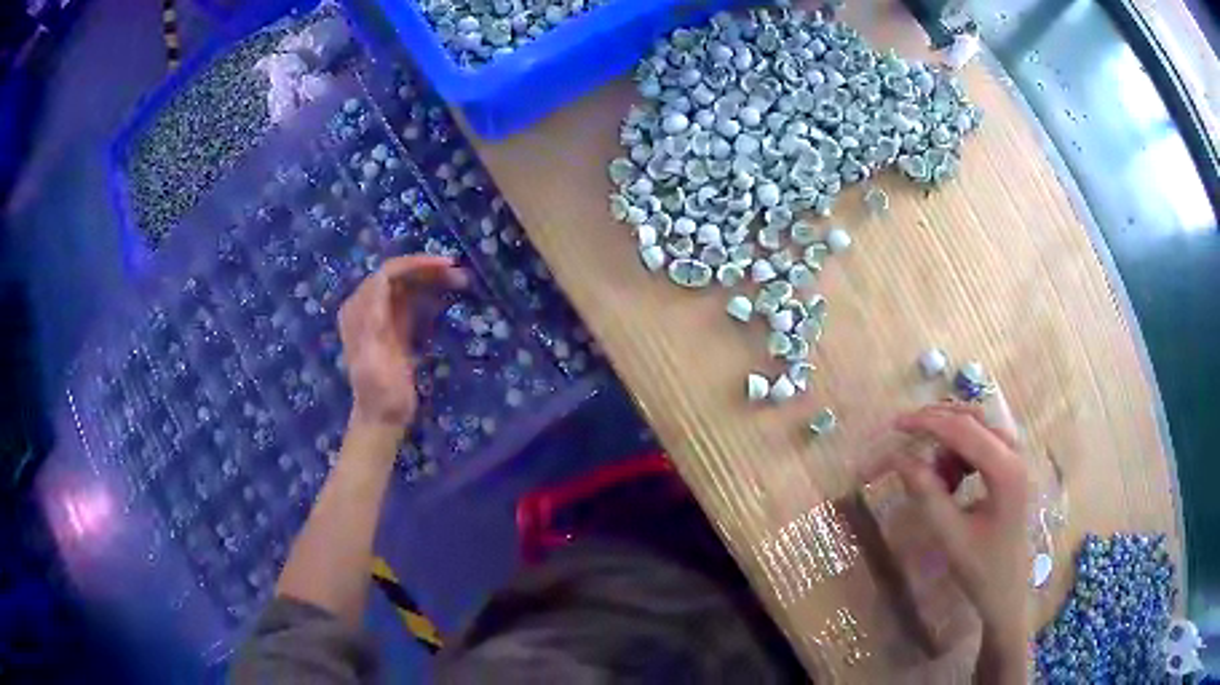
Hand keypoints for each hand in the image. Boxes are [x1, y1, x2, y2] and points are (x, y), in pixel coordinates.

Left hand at [338, 255, 466, 429]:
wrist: (383, 419)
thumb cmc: (379, 393)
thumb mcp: (374, 358)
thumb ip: (375, 320)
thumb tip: (383, 282)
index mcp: (358, 310)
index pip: (387, 274)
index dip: (415, 264)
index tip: (445, 266)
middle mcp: (367, 307)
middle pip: (399, 276)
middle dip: (427, 270)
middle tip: (459, 274)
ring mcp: (382, 316)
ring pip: (408, 286)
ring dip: (432, 280)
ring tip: (461, 282)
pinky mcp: (396, 327)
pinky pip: (413, 301)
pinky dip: (431, 294)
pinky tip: (449, 296)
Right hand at [892, 403, 1029, 680]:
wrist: (1007, 590)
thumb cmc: (981, 568)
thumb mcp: (950, 536)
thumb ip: (928, 494)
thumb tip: (899, 459)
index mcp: (1005, 470)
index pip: (964, 429)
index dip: (928, 422)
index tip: (896, 424)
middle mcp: (1015, 454)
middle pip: (973, 419)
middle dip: (937, 423)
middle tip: (905, 435)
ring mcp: (1015, 459)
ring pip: (977, 427)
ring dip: (948, 440)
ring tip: (930, 473)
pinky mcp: (1010, 467)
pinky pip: (981, 443)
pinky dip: (959, 452)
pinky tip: (948, 479)